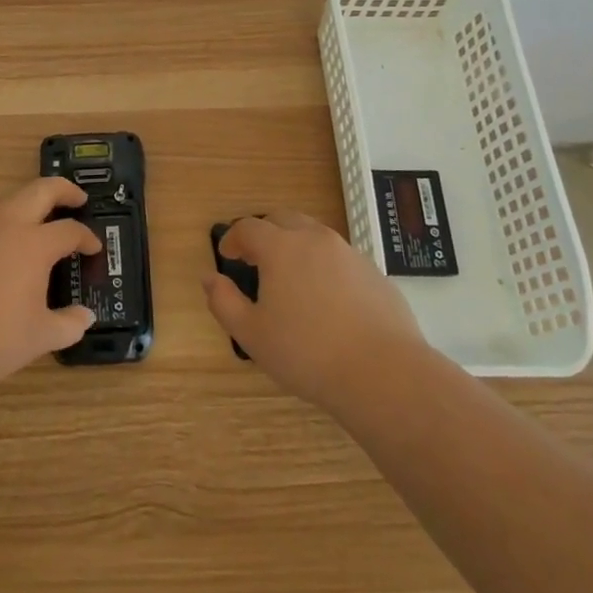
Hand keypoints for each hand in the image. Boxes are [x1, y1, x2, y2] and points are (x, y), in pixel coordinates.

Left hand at [0, 177, 102, 393]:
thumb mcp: (39, 338)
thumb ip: (68, 325)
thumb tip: (85, 318)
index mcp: (34, 244)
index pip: (70, 230)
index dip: (86, 237)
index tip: (94, 248)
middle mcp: (7, 226)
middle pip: (40, 190)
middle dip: (63, 190)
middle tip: (78, 199)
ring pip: (10, 201)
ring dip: (31, 203)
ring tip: (42, 221)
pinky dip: (6, 222)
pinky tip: (6, 247)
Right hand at [203, 210, 426, 409]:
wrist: (383, 373)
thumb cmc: (307, 353)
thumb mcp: (251, 334)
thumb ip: (223, 301)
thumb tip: (209, 278)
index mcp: (281, 247)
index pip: (249, 228)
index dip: (233, 238)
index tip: (227, 254)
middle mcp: (315, 239)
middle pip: (283, 219)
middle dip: (265, 233)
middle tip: (255, 259)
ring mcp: (349, 253)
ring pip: (314, 235)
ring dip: (296, 246)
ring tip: (290, 279)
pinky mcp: (374, 273)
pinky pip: (340, 259)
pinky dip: (324, 267)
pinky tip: (326, 300)